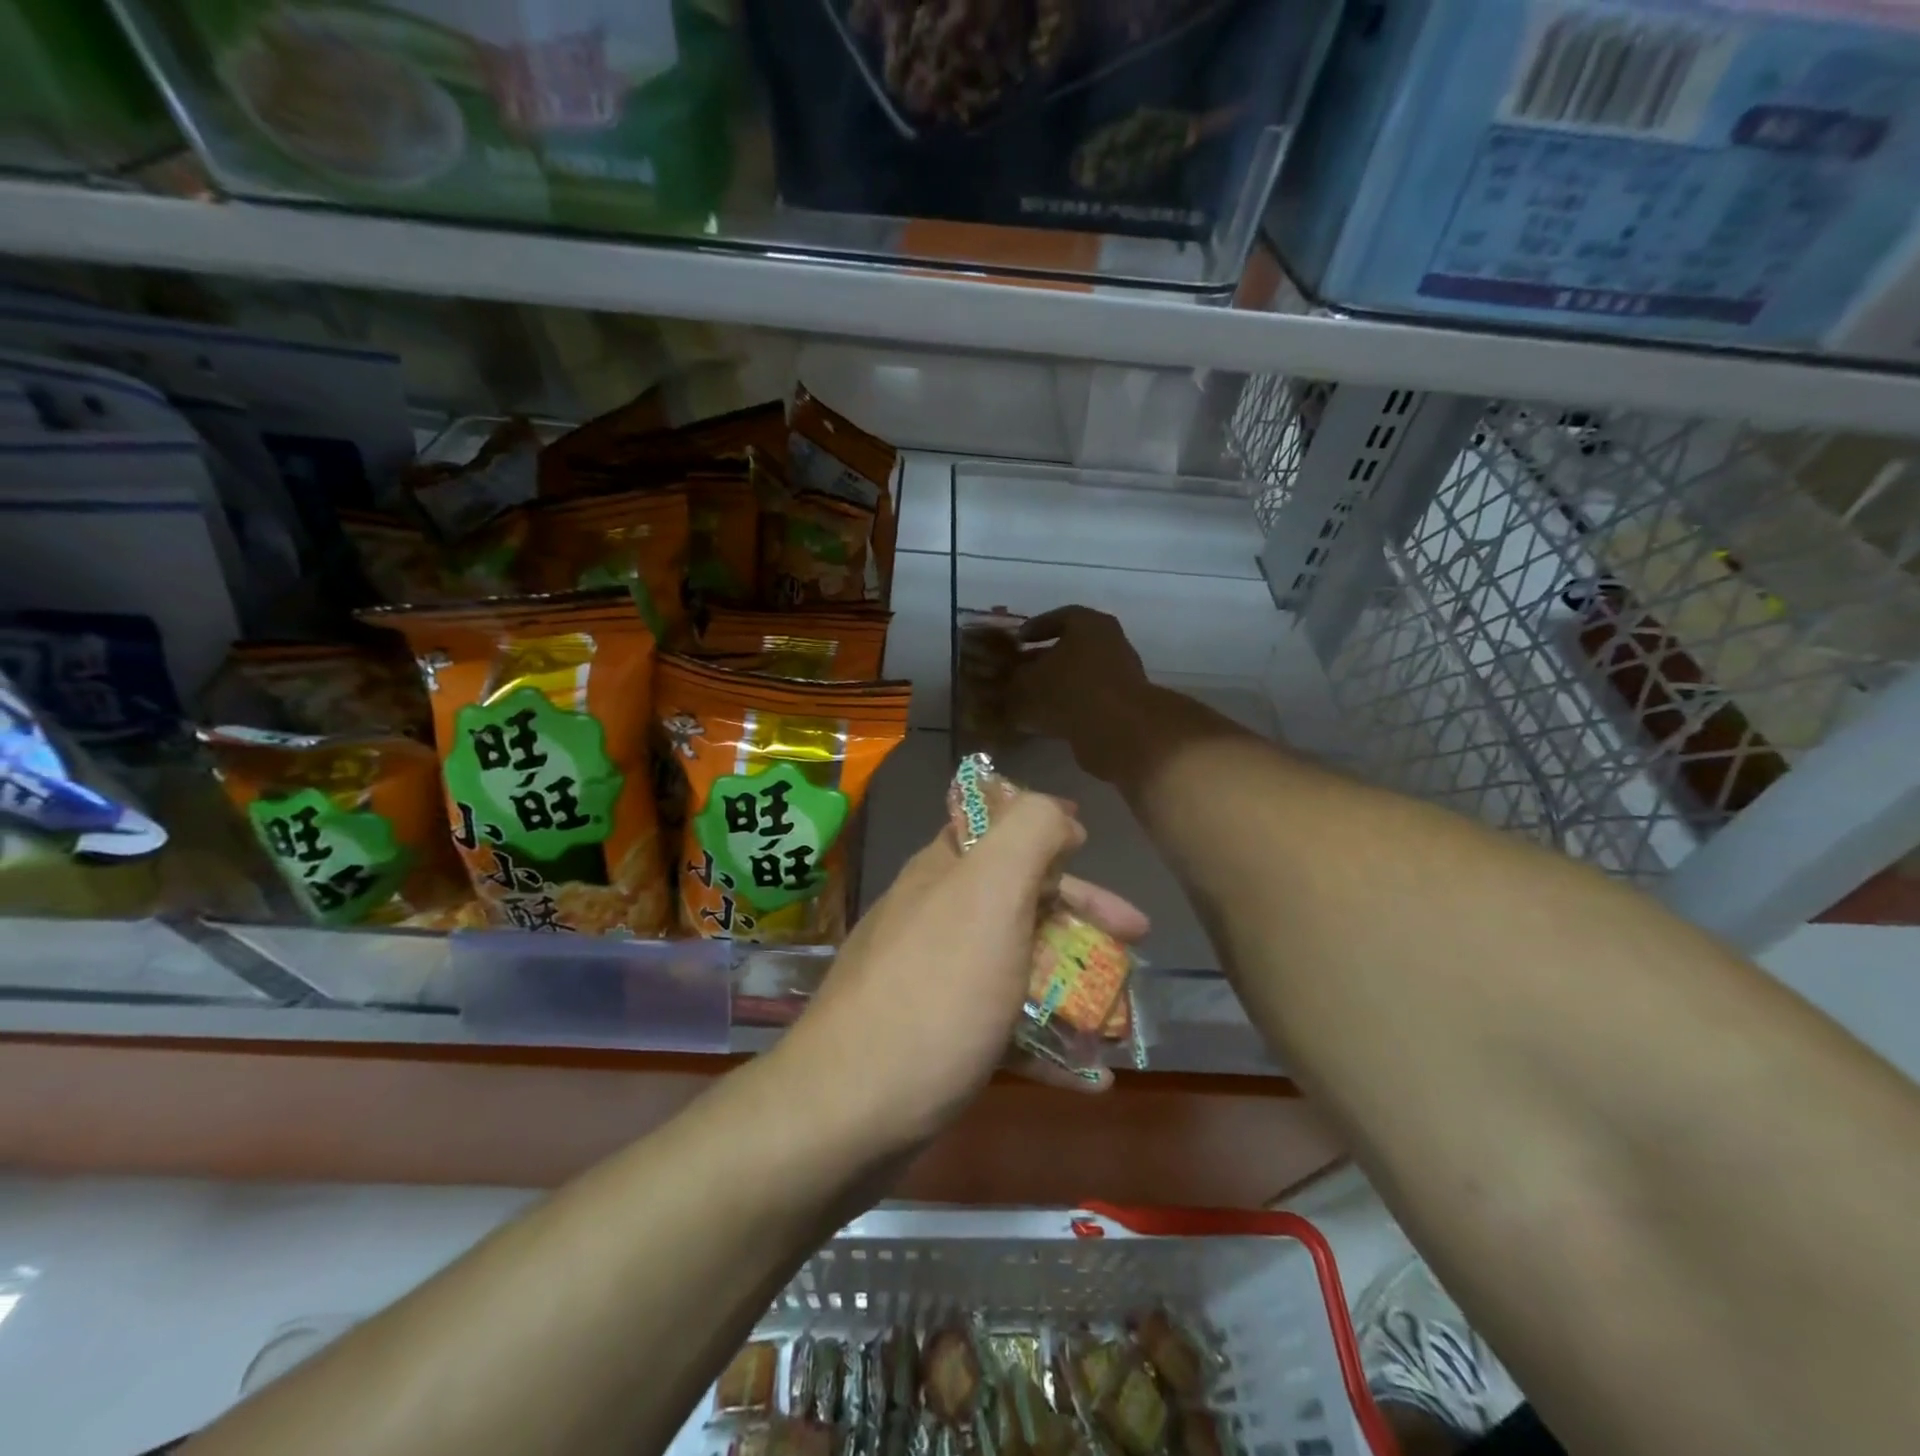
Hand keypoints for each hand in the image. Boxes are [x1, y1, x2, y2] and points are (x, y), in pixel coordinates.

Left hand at [779, 792, 1148, 1153]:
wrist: (847, 1111)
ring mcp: (931, 979)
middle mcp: (935, 915)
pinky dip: (1046, 1040)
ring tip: (1119, 1013)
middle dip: (1080, 914)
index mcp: (946, 872)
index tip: (1092, 849)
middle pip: (1018, 898)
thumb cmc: (935, 993)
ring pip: (1014, 963)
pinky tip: (1088, 1075)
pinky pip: (1002, 1026)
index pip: (1000, 827)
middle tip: (1135, 939)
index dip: (1049, 831)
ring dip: (1070, 980)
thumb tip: (1056, 814)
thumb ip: (1027, 834)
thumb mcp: (989, 893)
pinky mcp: (934, 1037)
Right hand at [1010, 607, 1151, 780]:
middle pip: (1072, 647)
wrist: (1118, 731)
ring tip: (1030, 700)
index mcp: (1088, 624)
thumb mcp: (1026, 685)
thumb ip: (1012, 683)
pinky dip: (1070, 707)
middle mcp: (1110, 643)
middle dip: (1045, 660)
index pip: (1059, 617)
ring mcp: (1121, 674)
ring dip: (1058, 686)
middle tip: (1020, 672)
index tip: (1017, 640)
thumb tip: (1008, 686)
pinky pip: (1090, 699)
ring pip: (1081, 675)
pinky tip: (1049, 721)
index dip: (1035, 628)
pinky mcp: (1124, 705)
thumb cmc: (1068, 691)